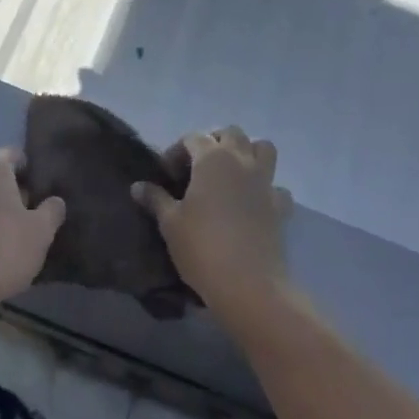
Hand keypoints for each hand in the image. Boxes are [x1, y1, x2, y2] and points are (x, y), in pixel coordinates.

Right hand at [133, 127, 292, 314]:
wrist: (249, 285)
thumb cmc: (202, 247)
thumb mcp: (170, 223)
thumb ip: (156, 199)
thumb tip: (138, 186)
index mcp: (212, 159)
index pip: (193, 138)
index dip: (176, 151)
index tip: (166, 175)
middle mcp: (242, 161)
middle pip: (231, 133)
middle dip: (213, 142)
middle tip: (196, 167)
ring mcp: (265, 182)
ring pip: (263, 148)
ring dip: (247, 153)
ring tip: (228, 175)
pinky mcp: (280, 207)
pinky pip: (276, 185)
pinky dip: (265, 188)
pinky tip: (252, 204)